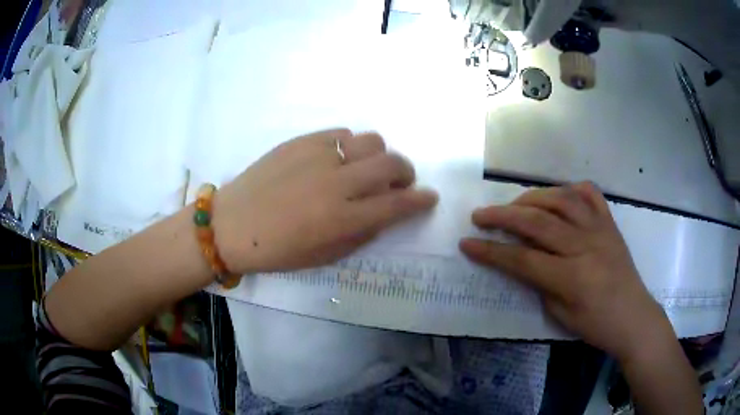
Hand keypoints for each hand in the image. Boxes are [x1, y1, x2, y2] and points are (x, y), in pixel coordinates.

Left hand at [212, 129, 437, 273]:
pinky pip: (342, 134)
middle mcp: (337, 182)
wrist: (233, 224)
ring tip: (365, 170)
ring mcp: (319, 156)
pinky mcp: (302, 140)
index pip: (397, 204)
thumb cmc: (278, 250)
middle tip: (398, 183)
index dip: (420, 200)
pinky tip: (338, 160)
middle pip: (391, 163)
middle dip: (406, 173)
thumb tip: (385, 213)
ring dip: (378, 156)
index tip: (429, 197)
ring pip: (371, 141)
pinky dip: (350, 147)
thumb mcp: (326, 256)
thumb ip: (362, 234)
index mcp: (342, 219)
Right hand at [459, 182, 669, 359]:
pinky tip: (557, 195)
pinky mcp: (610, 222)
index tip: (466, 243)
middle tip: (480, 215)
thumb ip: (539, 283)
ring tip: (514, 204)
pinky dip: (569, 189)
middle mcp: (585, 246)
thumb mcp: (560, 314)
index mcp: (571, 277)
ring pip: (561, 200)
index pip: (522, 259)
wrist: (633, 316)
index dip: (491, 252)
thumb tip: (520, 259)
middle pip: (537, 222)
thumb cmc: (595, 324)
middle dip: (502, 217)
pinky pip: (590, 194)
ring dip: (531, 197)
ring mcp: (599, 229)